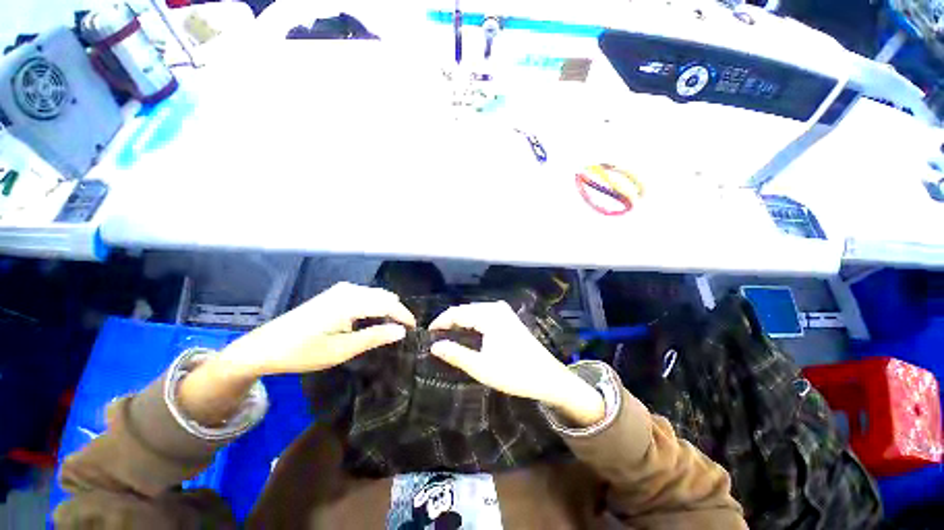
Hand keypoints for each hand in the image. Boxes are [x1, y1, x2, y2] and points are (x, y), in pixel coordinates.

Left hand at [178, 283, 414, 425]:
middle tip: (402, 332)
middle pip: (384, 296)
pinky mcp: (335, 293)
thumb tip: (401, 331)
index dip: (404, 316)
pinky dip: (374, 306)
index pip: (389, 304)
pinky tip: (371, 320)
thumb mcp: (342, 350)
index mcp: (351, 302)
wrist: (264, 346)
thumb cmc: (303, 352)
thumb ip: (374, 337)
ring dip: (386, 308)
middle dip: (397, 311)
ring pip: (376, 295)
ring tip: (390, 328)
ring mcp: (341, 289)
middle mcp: (349, 290)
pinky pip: (365, 295)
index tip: (414, 329)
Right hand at [430, 301, 604, 426]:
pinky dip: (472, 322)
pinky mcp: (509, 318)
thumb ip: (456, 354)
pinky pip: (484, 314)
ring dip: (461, 321)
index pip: (457, 312)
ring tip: (448, 336)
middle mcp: (496, 308)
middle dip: (450, 321)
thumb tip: (434, 346)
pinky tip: (468, 333)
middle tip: (436, 337)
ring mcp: (504, 312)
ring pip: (474, 311)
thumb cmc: (514, 373)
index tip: (427, 334)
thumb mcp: (481, 367)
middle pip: (465, 310)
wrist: (548, 377)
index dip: (440, 321)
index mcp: (489, 315)